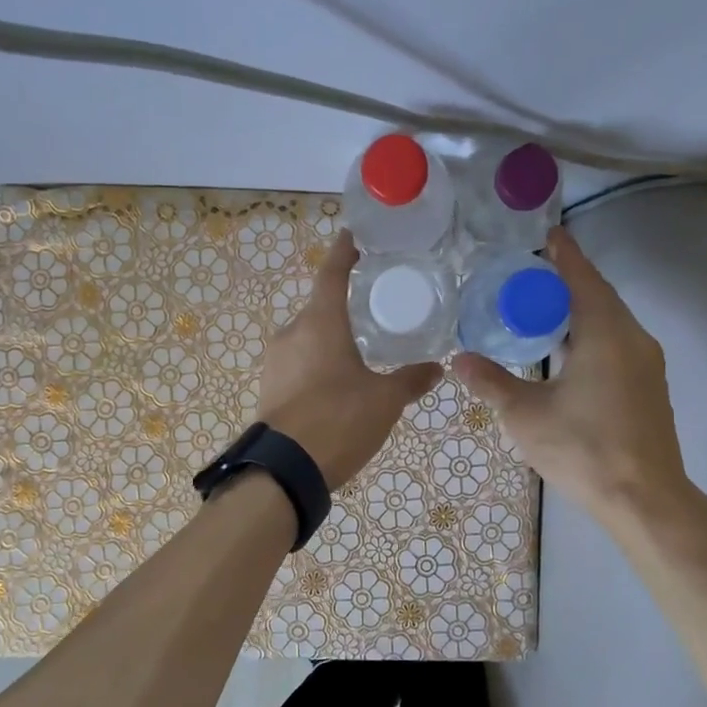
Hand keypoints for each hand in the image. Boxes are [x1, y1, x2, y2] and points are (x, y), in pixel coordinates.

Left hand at [257, 231, 439, 489]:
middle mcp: (292, 333)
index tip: (354, 235)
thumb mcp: (384, 400)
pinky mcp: (269, 388)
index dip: (344, 252)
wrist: (285, 470)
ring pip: (308, 338)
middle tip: (374, 309)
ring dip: (331, 339)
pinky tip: (338, 384)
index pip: (332, 273)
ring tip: (361, 351)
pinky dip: (319, 363)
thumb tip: (437, 368)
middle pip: (320, 308)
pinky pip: (298, 363)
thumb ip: (410, 380)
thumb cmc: (338, 420)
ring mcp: (275, 361)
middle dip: (344, 307)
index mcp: (320, 322)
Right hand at [450, 227, 700, 525]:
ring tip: (540, 309)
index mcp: (605, 334)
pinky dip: (591, 333)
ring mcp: (646, 364)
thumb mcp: (526, 415)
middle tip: (527, 276)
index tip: (546, 234)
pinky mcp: (649, 386)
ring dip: (579, 309)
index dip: (563, 255)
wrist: (645, 499)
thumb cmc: (583, 449)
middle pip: (599, 295)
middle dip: (566, 281)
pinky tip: (566, 350)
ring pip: (610, 321)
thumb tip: (459, 360)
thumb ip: (491, 383)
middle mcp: (633, 338)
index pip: (582, 278)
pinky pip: (617, 342)